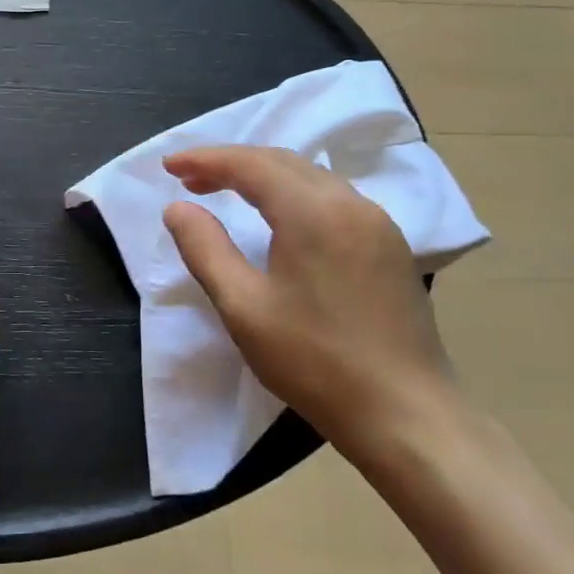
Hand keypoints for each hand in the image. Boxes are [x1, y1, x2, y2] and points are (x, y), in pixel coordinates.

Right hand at [160, 146, 460, 466]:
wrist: (405, 414)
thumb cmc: (315, 361)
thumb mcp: (243, 307)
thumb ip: (205, 249)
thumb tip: (177, 207)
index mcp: (313, 211)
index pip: (250, 164)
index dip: (205, 159)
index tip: (168, 165)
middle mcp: (350, 202)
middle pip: (281, 162)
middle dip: (231, 164)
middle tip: (189, 179)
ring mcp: (377, 222)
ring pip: (310, 178)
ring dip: (263, 177)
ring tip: (226, 192)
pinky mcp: (390, 245)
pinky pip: (333, 198)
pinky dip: (294, 194)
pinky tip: (279, 217)